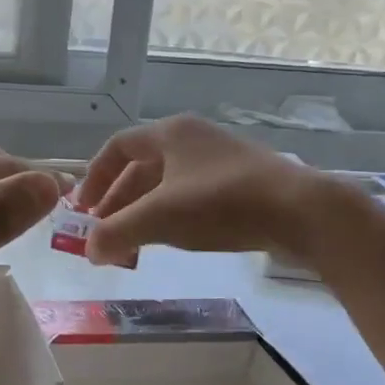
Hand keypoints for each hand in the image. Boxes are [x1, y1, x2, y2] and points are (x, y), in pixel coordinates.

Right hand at [74, 115, 343, 266]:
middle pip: (141, 166)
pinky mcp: (242, 182)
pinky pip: (192, 195)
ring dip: (143, 210)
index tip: (82, 209)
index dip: (95, 177)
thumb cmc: (222, 204)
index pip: (117, 147)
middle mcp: (193, 138)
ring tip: (132, 242)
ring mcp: (220, 160)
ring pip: (167, 183)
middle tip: (103, 233)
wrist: (302, 212)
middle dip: (118, 200)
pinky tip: (171, 239)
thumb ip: (117, 233)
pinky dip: (172, 215)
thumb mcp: (160, 218)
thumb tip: (89, 251)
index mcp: (170, 133)